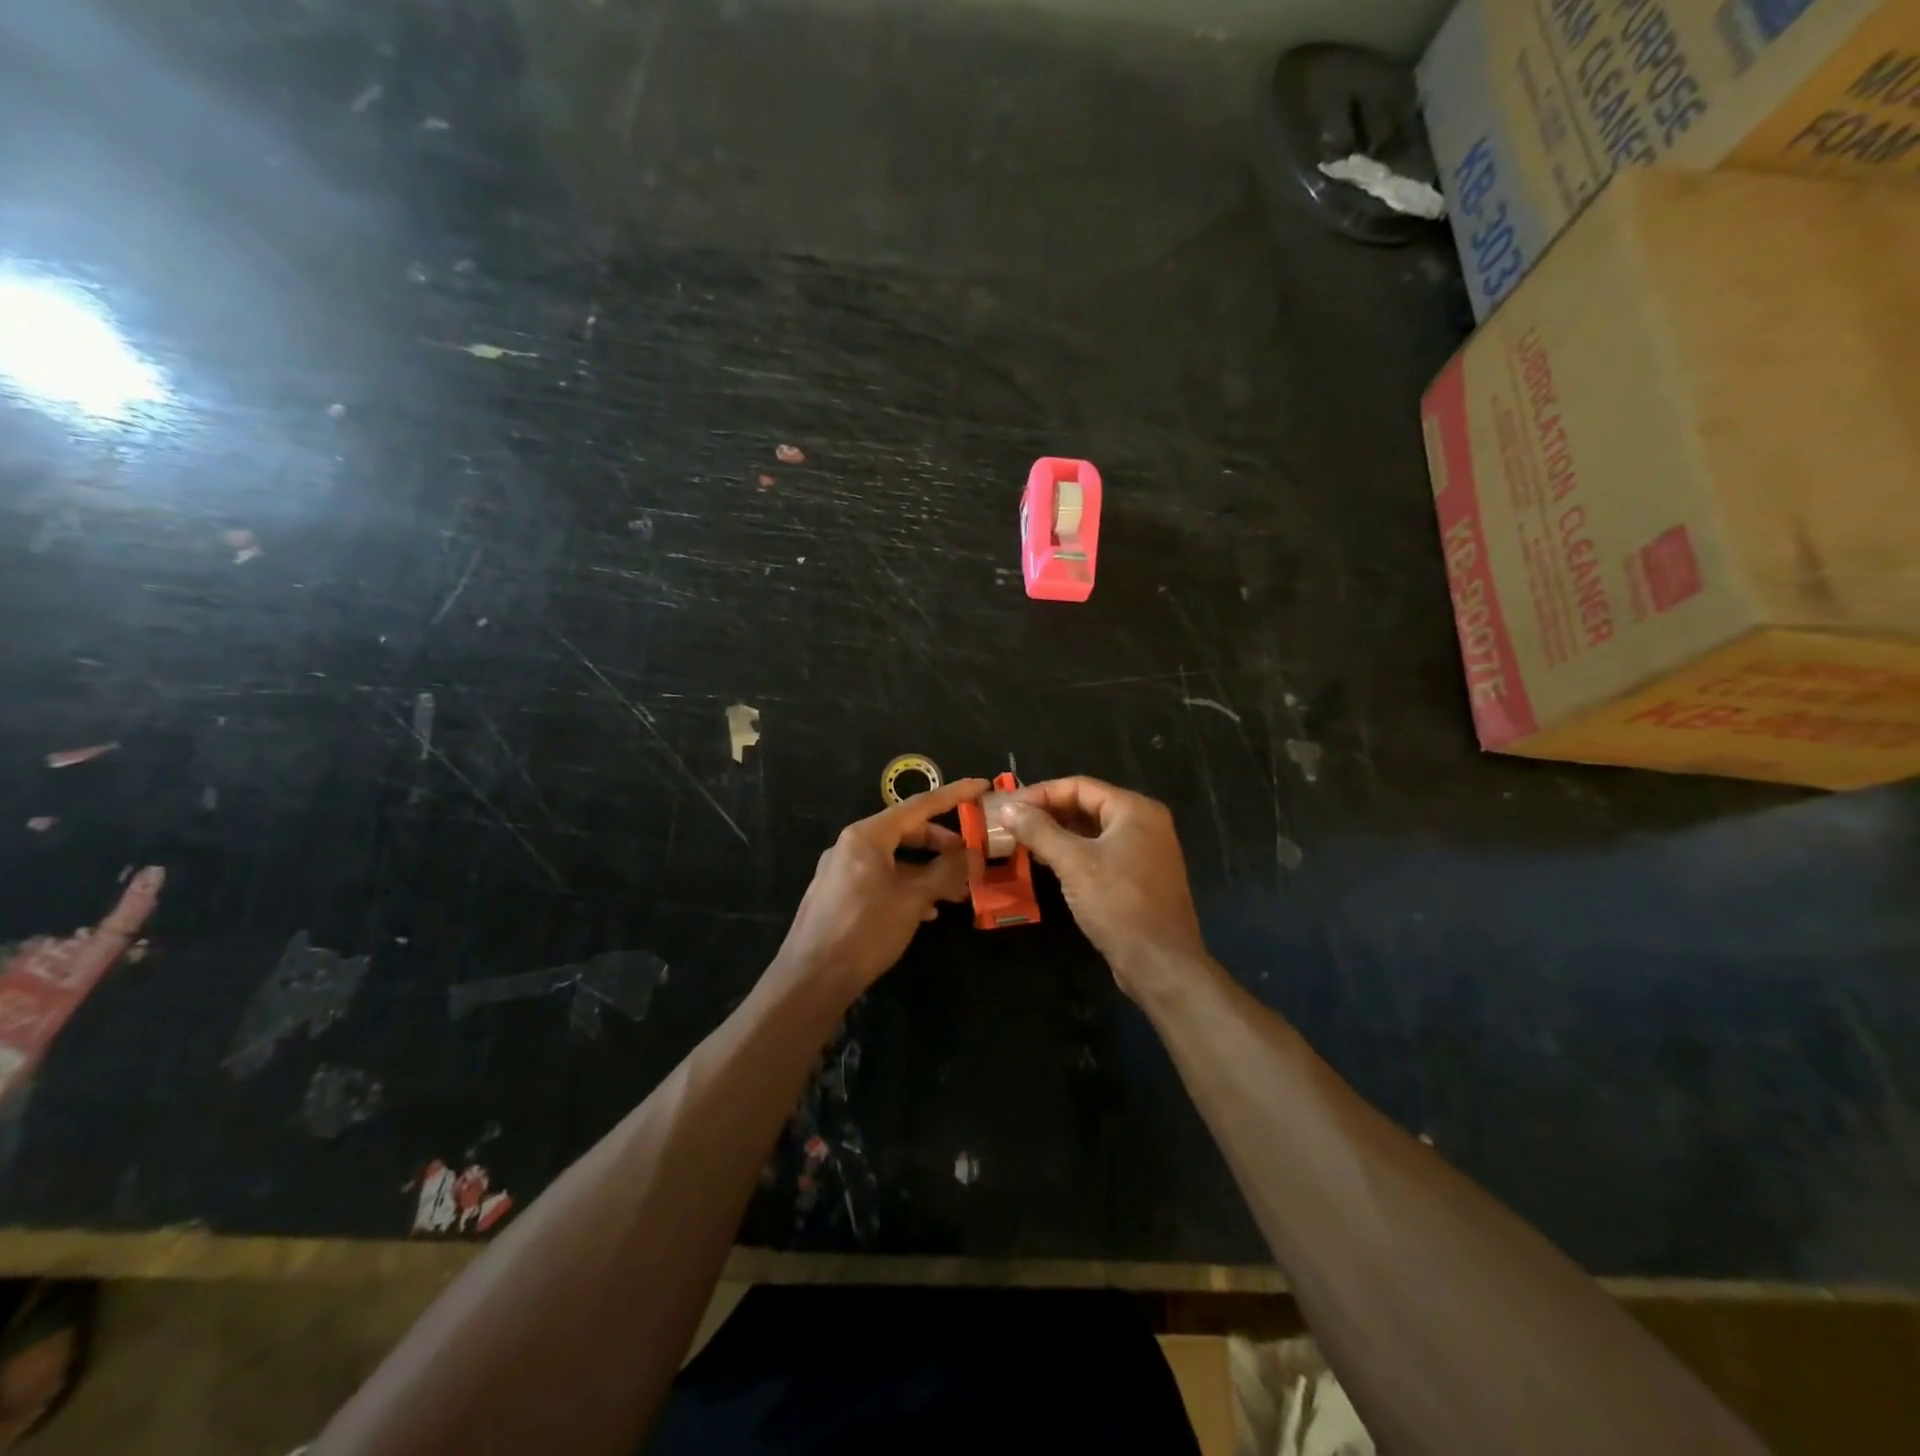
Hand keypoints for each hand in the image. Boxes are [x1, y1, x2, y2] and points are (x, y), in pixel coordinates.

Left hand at [773, 779, 987, 1001]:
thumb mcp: (912, 899)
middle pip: (905, 832)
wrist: (811, 979)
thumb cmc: (865, 929)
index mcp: (866, 836)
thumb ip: (945, 872)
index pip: (918, 806)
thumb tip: (973, 855)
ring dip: (926, 871)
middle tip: (969, 857)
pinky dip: (906, 887)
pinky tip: (925, 911)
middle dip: (941, 843)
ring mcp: (841, 871)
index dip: (953, 796)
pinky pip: (880, 879)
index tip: (981, 787)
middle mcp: (851, 846)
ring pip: (894, 859)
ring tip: (955, 891)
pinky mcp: (838, 896)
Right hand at [998, 777, 1208, 999]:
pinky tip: (1046, 862)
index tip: (1008, 807)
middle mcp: (1144, 823)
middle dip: (1047, 812)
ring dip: (1057, 833)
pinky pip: (1101, 851)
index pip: (1079, 786)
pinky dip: (1073, 852)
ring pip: (1092, 830)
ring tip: (1022, 841)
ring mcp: (1145, 850)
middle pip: (1087, 805)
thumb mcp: (1073, 863)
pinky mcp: (1140, 876)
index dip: (1040, 793)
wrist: (1161, 964)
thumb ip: (1039, 831)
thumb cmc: (1118, 905)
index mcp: (1135, 810)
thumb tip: (1007, 809)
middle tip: (1011, 823)